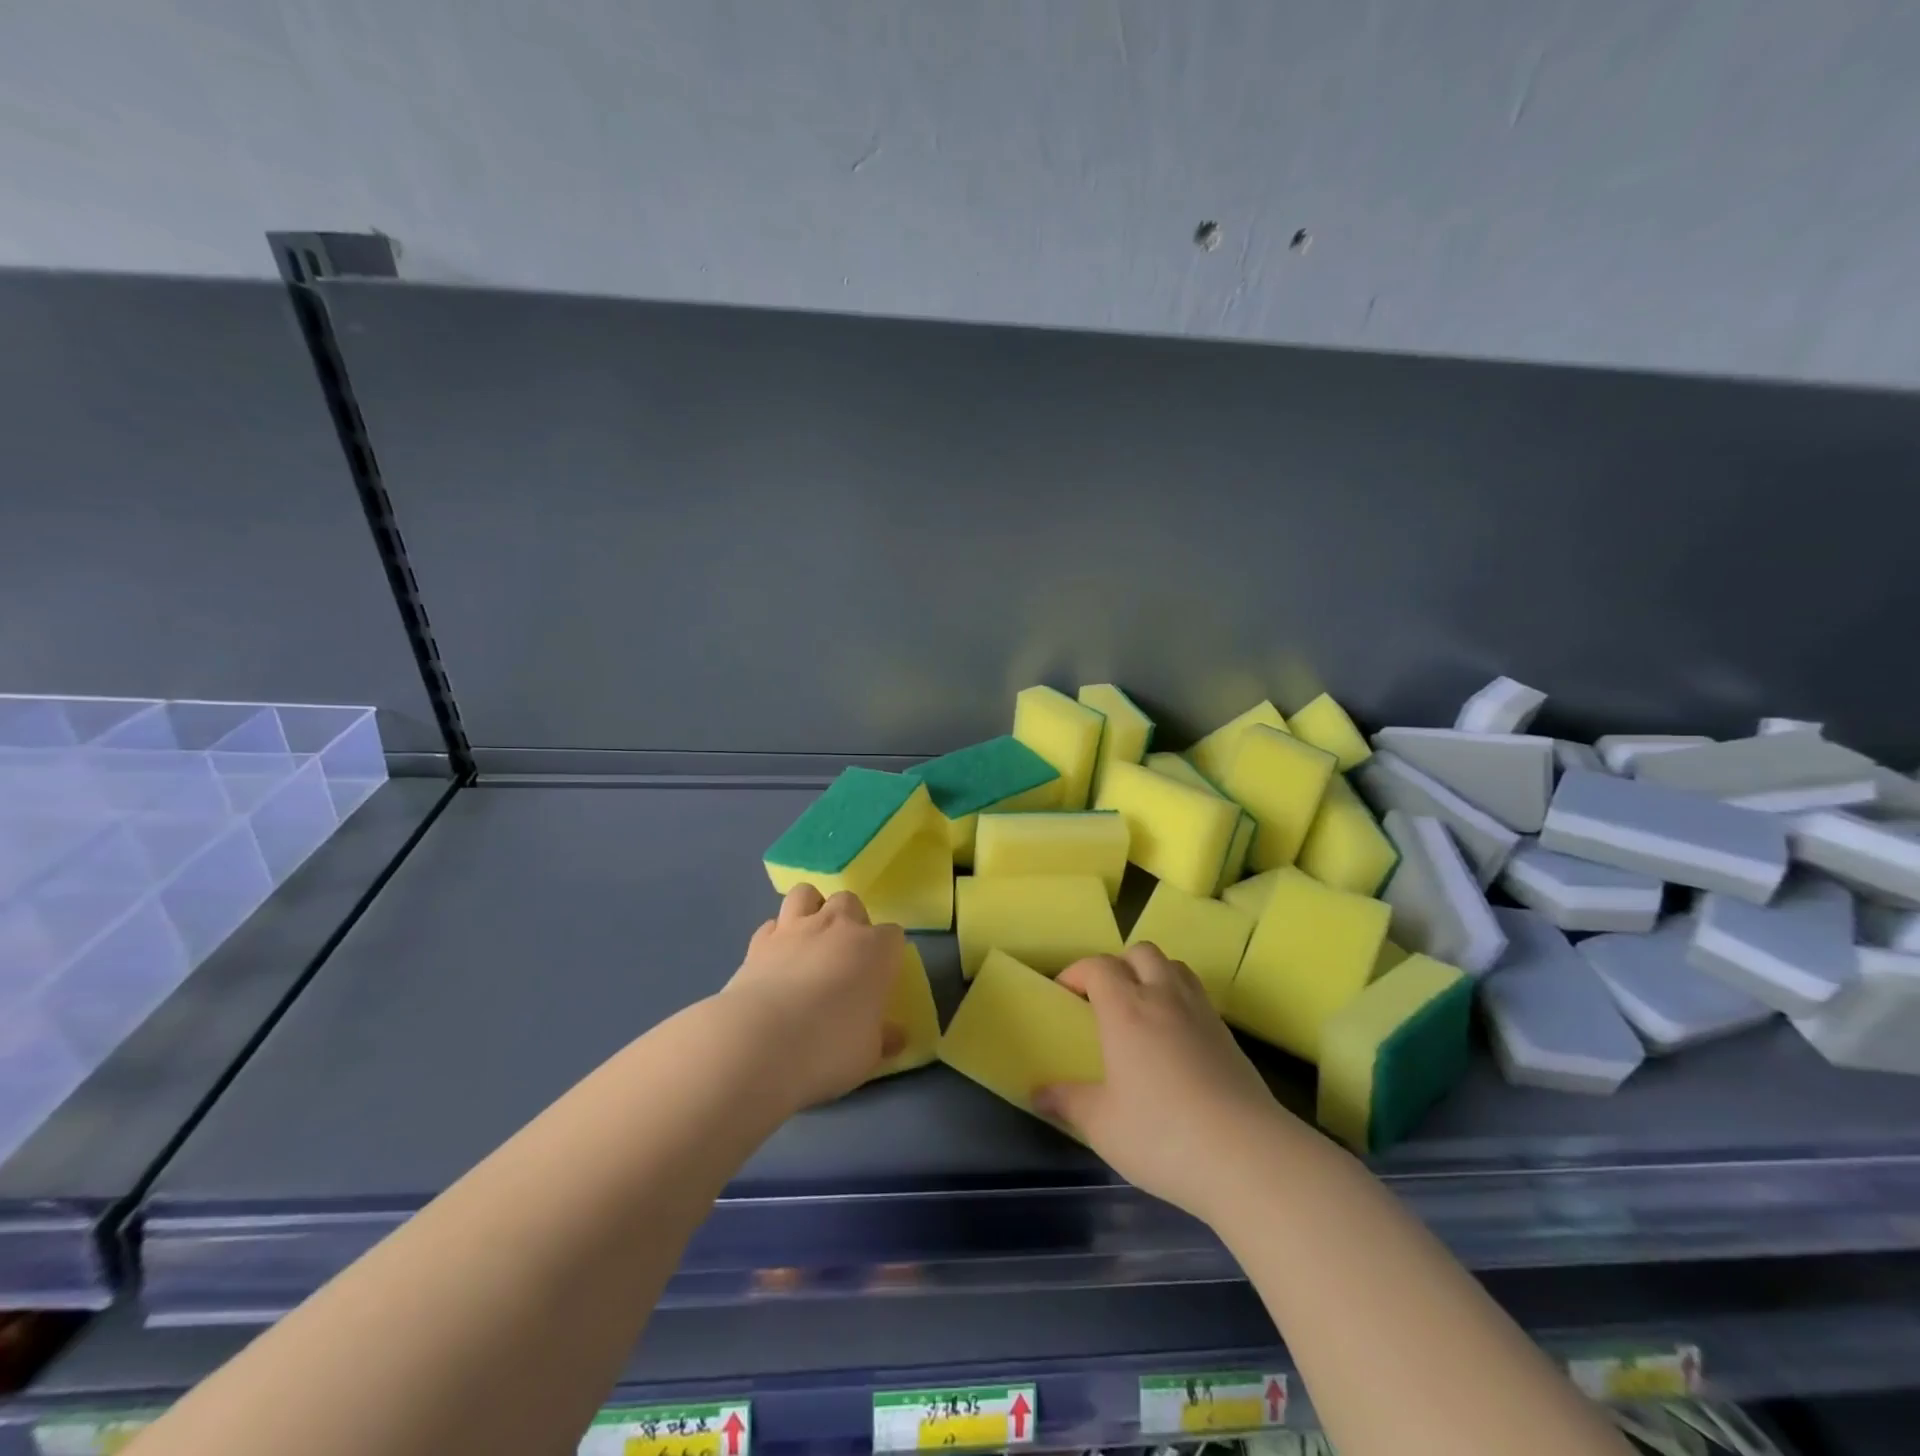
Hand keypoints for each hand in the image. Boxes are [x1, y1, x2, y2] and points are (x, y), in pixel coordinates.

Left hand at [718, 885, 907, 1108]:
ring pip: (807, 894)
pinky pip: (772, 925)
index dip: (887, 954)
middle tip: (845, 955)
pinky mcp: (758, 942)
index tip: (880, 977)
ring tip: (809, 939)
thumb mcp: (868, 1055)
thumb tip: (896, 1036)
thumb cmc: (829, 1048)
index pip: (893, 935)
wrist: (760, 1043)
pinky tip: (775, 959)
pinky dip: (775, 936)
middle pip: (850, 902)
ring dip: (811, 909)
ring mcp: (795, 929)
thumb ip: (882, 1038)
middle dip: (850, 920)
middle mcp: (838, 927)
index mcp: (875, 950)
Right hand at [1035, 943, 1298, 1224]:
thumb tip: (1037, 1094)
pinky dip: (1179, 999)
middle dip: (1118, 965)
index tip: (1064, 993)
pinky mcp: (1228, 1036)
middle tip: (1105, 999)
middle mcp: (1163, 998)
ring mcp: (1201, 1013)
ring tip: (1142, 1009)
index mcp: (1126, 1009)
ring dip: (1153, 974)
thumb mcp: (1102, 1125)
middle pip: (1140, 952)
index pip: (1099, 966)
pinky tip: (1175, 1039)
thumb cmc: (1162, 1135)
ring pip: (1174, 966)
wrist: (1248, 1156)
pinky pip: (1198, 996)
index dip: (1078, 972)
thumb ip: (1067, 1103)